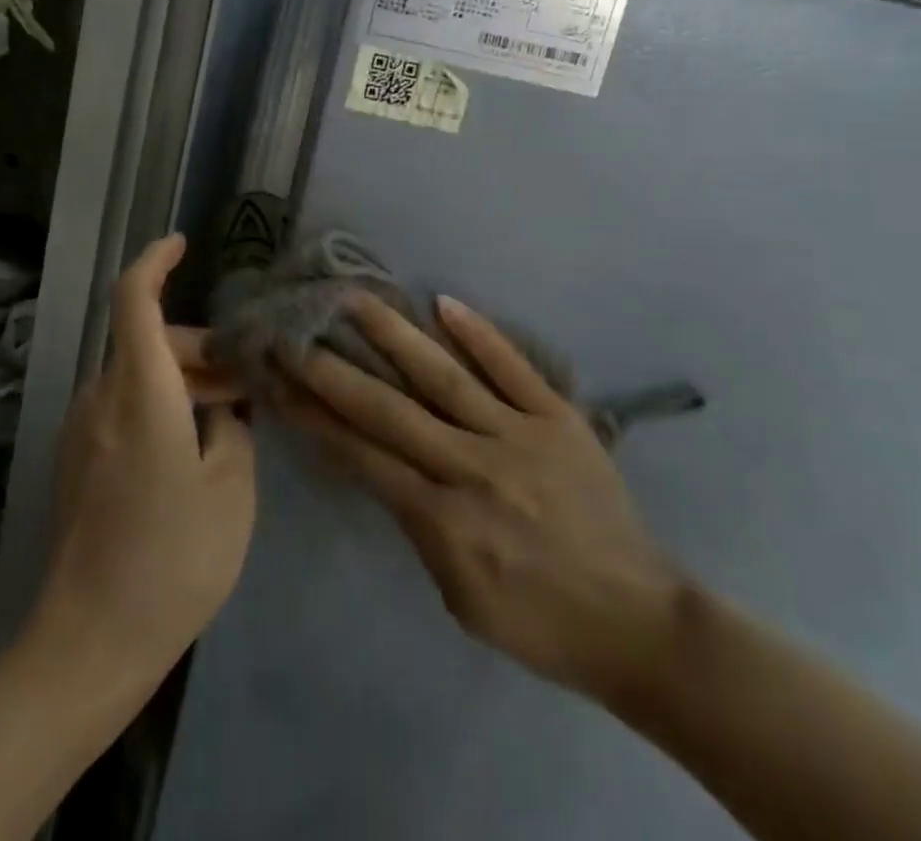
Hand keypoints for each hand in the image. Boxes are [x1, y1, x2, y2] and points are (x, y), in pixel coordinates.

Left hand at [28, 235, 257, 699]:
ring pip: (137, 376)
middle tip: (247, 383)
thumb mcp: (231, 490)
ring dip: (182, 381)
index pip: (133, 299)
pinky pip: (122, 408)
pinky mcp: (77, 461)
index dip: (154, 260)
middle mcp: (101, 397)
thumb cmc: (172, 560)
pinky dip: (159, 406)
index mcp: (140, 391)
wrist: (88, 643)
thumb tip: (224, 407)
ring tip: (230, 419)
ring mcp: (82, 430)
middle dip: (199, 349)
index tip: (180, 243)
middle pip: (147, 342)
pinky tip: (192, 448)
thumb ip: (234, 429)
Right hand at [276, 294, 681, 705]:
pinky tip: (443, 302)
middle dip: (334, 370)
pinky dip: (479, 334)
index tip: (280, 382)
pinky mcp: (559, 418)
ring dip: (396, 334)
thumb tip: (383, 465)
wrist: (639, 622)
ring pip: (445, 376)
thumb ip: (417, 526)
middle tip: (296, 332)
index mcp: (445, 520)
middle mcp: (474, 467)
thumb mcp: (460, 595)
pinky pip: (514, 368)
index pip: (363, 455)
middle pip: (390, 409)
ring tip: (356, 297)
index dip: (315, 417)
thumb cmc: (540, 623)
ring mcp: (519, 435)